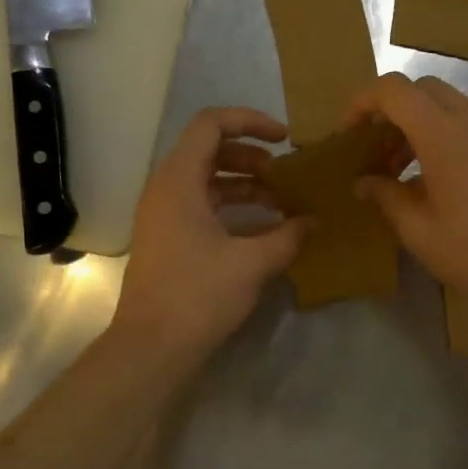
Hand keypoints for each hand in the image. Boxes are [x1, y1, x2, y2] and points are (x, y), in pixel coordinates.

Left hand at [111, 107, 310, 364]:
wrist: (152, 347)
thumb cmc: (199, 296)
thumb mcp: (252, 263)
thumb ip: (288, 236)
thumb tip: (315, 222)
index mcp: (178, 181)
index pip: (211, 124)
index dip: (250, 121)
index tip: (285, 139)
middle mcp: (166, 189)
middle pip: (210, 150)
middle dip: (252, 157)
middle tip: (286, 176)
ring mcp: (164, 215)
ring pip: (207, 181)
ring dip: (245, 185)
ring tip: (282, 203)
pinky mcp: (168, 239)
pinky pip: (202, 207)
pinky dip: (233, 209)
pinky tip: (264, 230)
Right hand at [344, 74, 467, 332]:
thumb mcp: (420, 231)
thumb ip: (386, 197)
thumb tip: (363, 181)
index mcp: (445, 135)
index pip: (395, 90)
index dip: (362, 103)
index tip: (346, 134)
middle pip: (422, 89)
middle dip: (389, 111)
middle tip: (371, 150)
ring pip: (446, 105)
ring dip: (414, 124)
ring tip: (394, 170)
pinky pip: (466, 124)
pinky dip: (439, 136)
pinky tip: (428, 180)